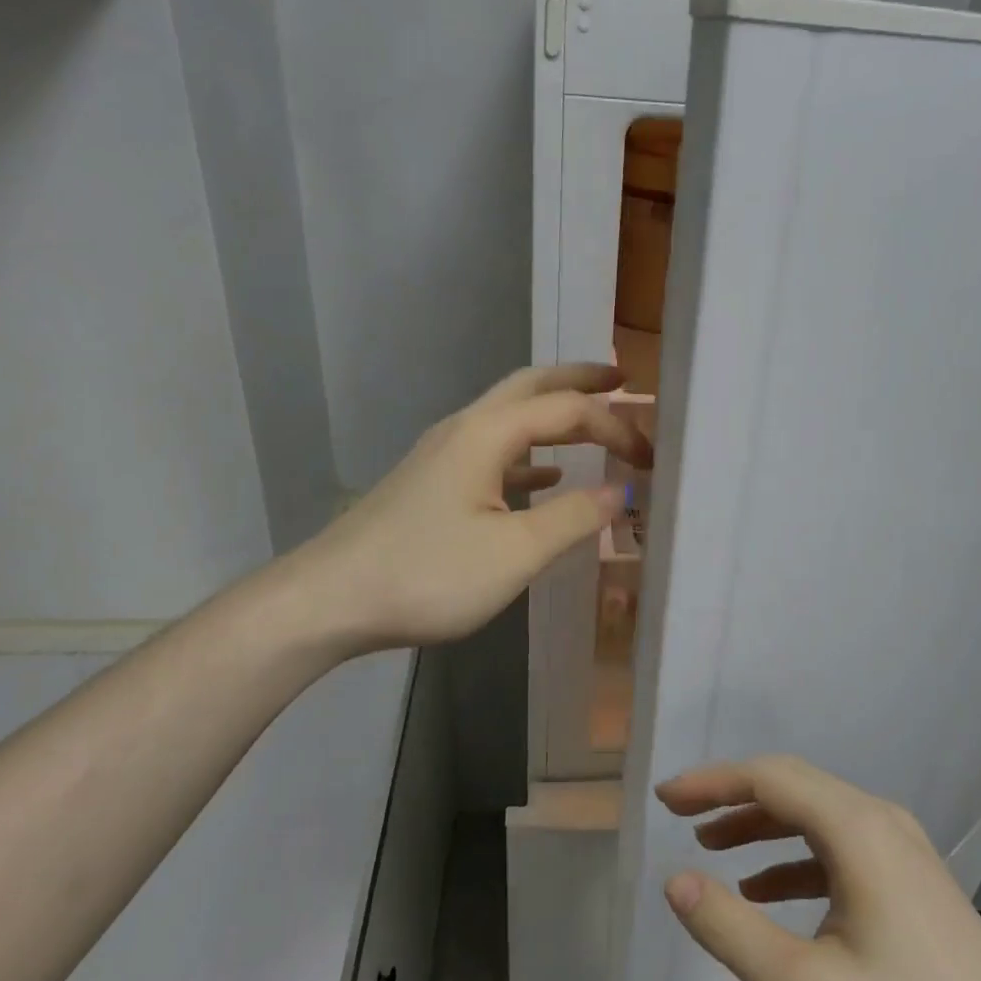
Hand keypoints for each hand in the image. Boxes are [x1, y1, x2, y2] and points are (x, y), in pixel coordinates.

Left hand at [295, 363, 651, 654]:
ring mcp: (443, 455)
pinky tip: (547, 476)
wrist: (330, 600)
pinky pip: (494, 452)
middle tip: (622, 380)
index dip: (615, 427)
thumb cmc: (428, 574)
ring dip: (554, 414)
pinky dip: (530, 454)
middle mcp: (464, 429)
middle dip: (579, 381)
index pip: (567, 410)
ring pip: (510, 418)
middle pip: (530, 387)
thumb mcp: (514, 553)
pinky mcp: (432, 482)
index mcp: (487, 434)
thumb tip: (620, 493)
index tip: (651, 459)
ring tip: (593, 420)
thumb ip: (572, 518)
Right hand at [657, 757, 980, 980]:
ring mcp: (903, 849)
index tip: (662, 798)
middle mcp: (881, 821)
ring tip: (711, 847)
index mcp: (857, 829)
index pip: (769, 778)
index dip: (710, 781)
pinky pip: (840, 849)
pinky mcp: (913, 881)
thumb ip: (731, 930)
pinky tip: (767, 892)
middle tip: (677, 814)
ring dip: (762, 827)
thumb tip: (675, 880)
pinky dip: (795, 860)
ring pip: (816, 817)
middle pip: (792, 787)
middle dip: (731, 796)